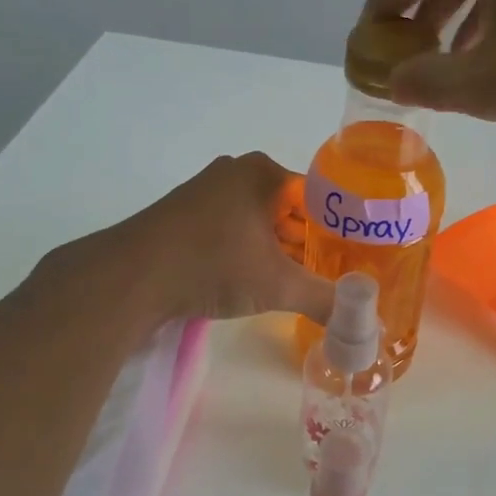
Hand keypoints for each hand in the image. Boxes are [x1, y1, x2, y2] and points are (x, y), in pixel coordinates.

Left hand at [75, 153, 335, 324]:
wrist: (132, 276)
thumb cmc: (214, 264)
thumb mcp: (278, 286)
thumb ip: (324, 300)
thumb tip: (363, 324)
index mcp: (263, 172)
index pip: (318, 196)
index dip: (338, 228)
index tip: (353, 257)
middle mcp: (235, 171)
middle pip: (288, 208)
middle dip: (307, 241)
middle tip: (330, 273)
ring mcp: (205, 190)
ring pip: (258, 219)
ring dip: (277, 248)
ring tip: (298, 281)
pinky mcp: (183, 214)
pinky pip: (231, 228)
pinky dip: (247, 250)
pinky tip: (254, 279)